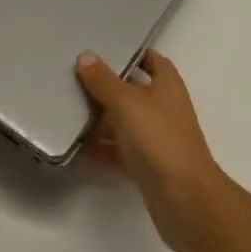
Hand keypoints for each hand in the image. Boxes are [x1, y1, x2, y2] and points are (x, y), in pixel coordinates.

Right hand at [77, 49, 233, 251]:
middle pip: (131, 90)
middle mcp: (162, 107)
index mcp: (166, 84)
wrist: (185, 202)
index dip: (129, 52)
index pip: (149, 59)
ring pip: (123, 122)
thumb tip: (86, 56)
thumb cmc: (160, 140)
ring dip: (99, 120)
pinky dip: (100, 149)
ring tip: (65, 111)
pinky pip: (119, 151)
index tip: (100, 49)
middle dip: (105, 86)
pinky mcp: (146, 166)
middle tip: (71, 78)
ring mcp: (155, 138)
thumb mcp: (128, 103)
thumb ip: (104, 81)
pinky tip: (74, 149)